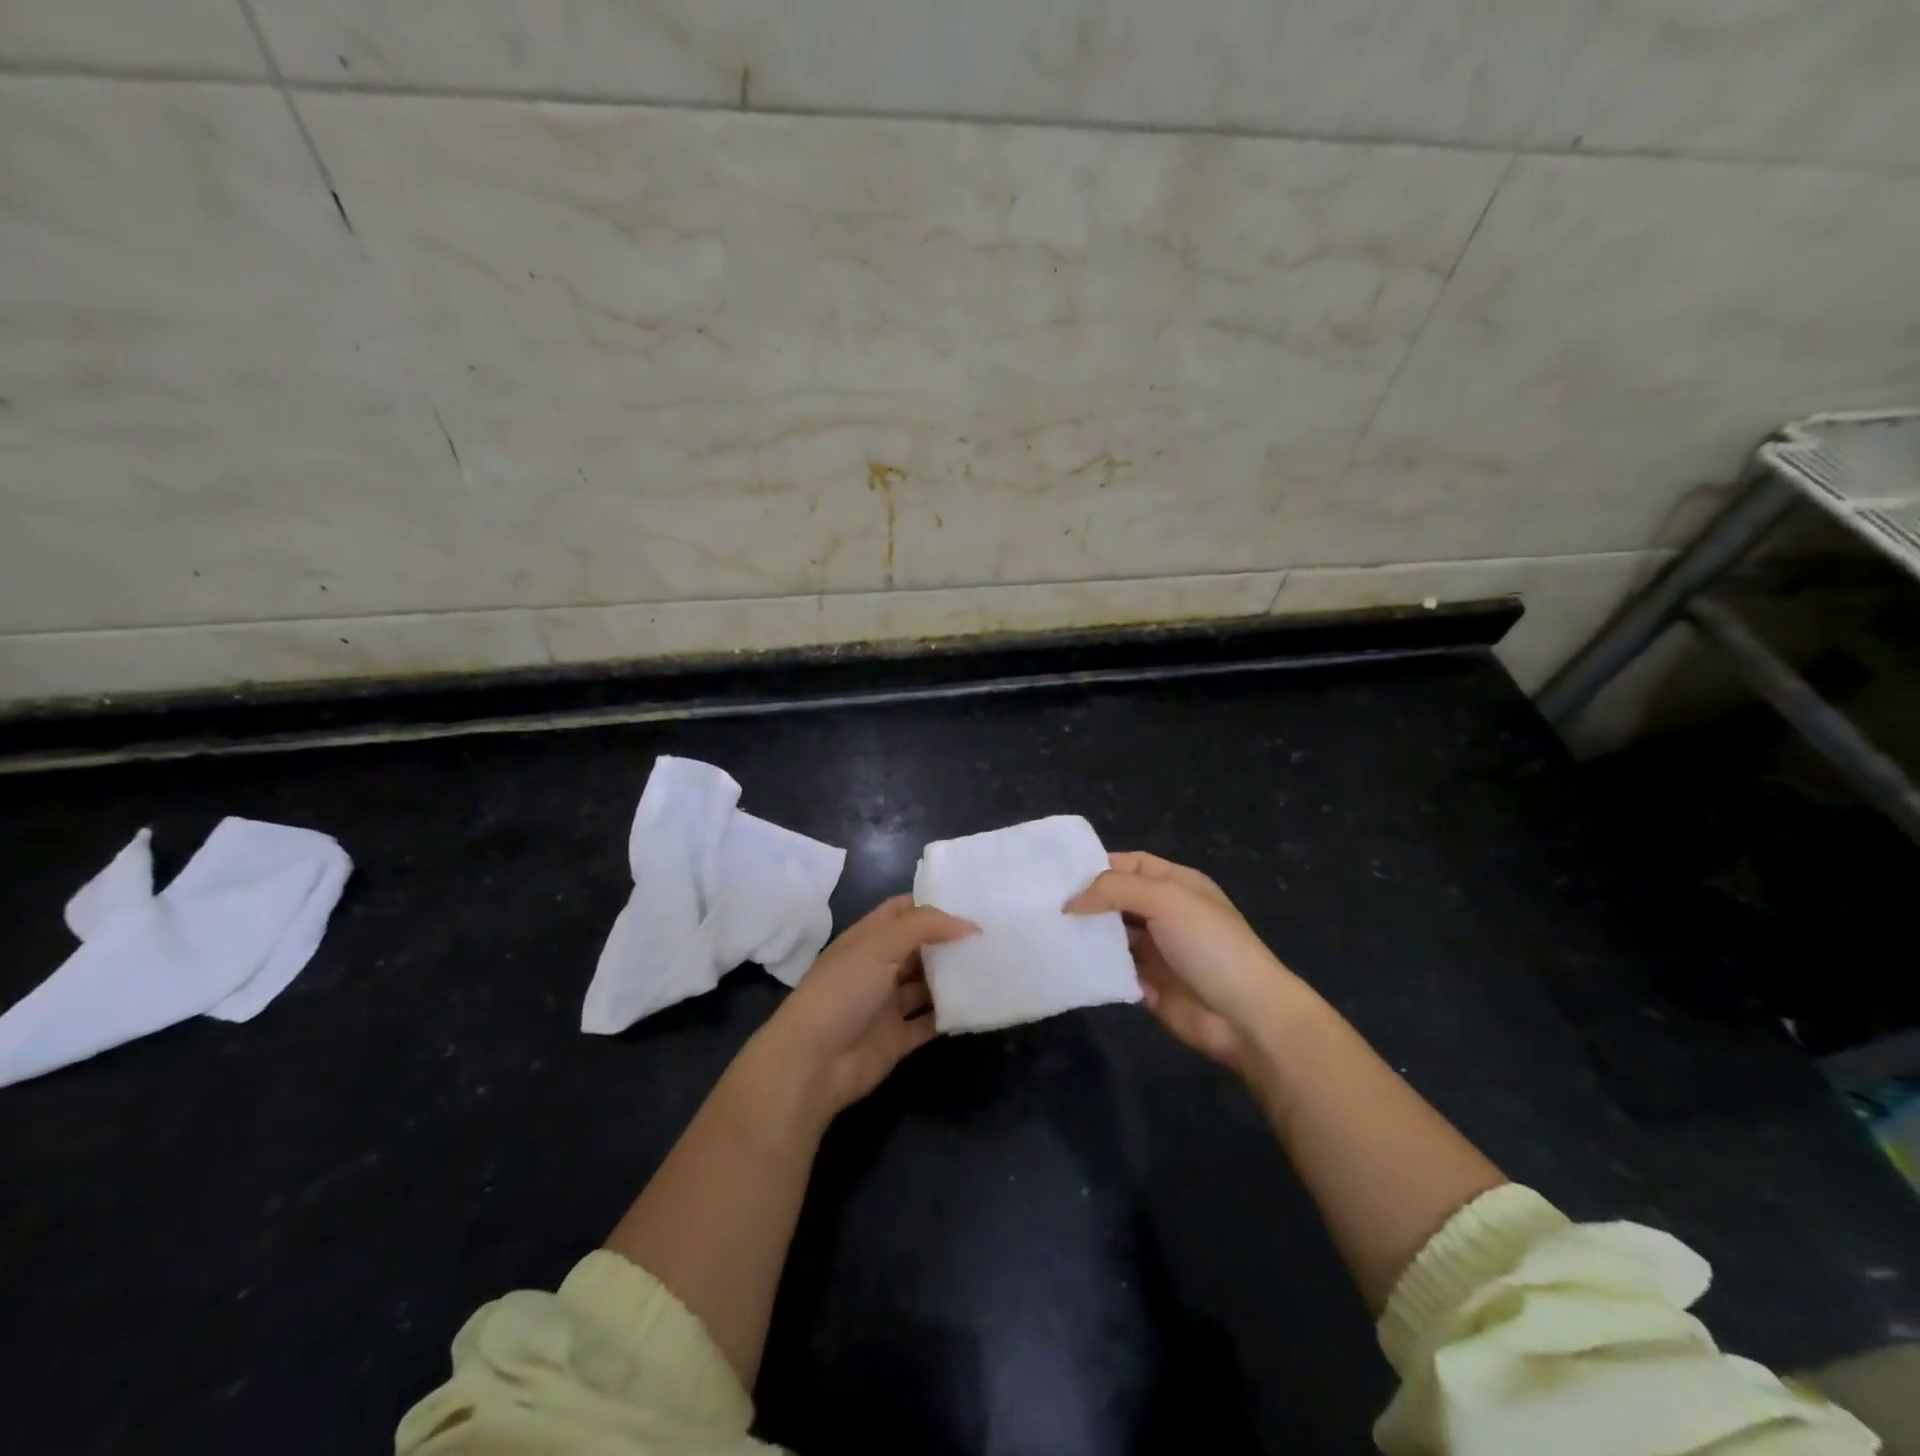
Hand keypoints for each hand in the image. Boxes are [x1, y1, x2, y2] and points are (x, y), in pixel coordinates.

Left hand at [750, 895, 973, 1128]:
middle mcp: (878, 967)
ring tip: (993, 966)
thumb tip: (969, 925)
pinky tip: (979, 1004)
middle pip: (919, 948)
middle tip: (992, 935)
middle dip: (949, 941)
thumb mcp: (881, 944)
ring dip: (953, 978)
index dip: (932, 904)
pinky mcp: (897, 1038)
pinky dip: (951, 1015)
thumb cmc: (843, 989)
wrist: (814, 1061)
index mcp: (868, 939)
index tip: (971, 902)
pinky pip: (930, 1022)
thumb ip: (925, 926)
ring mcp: (887, 1004)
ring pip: (927, 985)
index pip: (902, 911)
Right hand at [1067, 852, 1305, 1077]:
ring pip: (1112, 934)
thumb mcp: (1166, 899)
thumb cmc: (1210, 944)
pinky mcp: (1147, 984)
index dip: (1098, 865)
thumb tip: (1071, 902)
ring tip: (1046, 931)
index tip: (1058, 873)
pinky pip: (1113, 969)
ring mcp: (1157, 950)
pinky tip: (1065, 961)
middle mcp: (1165, 913)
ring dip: (1086, 933)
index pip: (1131, 864)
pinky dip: (1093, 966)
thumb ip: (1115, 890)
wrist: (1246, 1016)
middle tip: (1043, 903)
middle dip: (1086, 900)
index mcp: (1177, 884)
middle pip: (1117, 898)